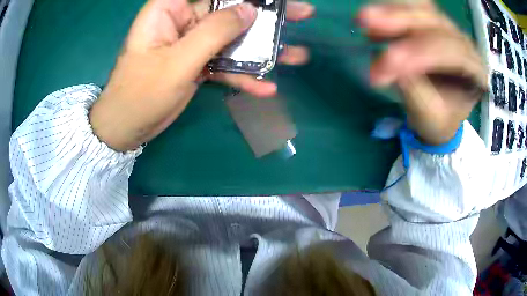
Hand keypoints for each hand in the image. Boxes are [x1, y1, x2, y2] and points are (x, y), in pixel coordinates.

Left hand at [90, 0, 313, 151]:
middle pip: (231, 10)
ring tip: (297, 56)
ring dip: (264, 49)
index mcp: (171, 8)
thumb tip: (250, 10)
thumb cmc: (140, 93)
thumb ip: (214, 33)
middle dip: (266, 14)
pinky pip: (226, 63)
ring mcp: (194, 42)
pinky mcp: (199, 62)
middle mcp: (185, 19)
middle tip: (302, 13)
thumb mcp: (177, 61)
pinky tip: (265, 87)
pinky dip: (244, 75)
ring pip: (234, 38)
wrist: (127, 127)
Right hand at [358, 2, 487, 144]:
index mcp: (476, 72)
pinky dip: (392, 9)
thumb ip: (416, 92)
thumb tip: (392, 66)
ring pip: (422, 9)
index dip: (418, 54)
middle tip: (367, 25)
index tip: (386, 64)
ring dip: (393, 11)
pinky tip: (374, 16)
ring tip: (364, 20)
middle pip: (436, 23)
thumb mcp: (429, 117)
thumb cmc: (440, 120)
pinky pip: (412, 7)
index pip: (452, 54)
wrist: (441, 115)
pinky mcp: (431, 22)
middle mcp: (465, 45)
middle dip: (402, 23)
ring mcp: (448, 29)